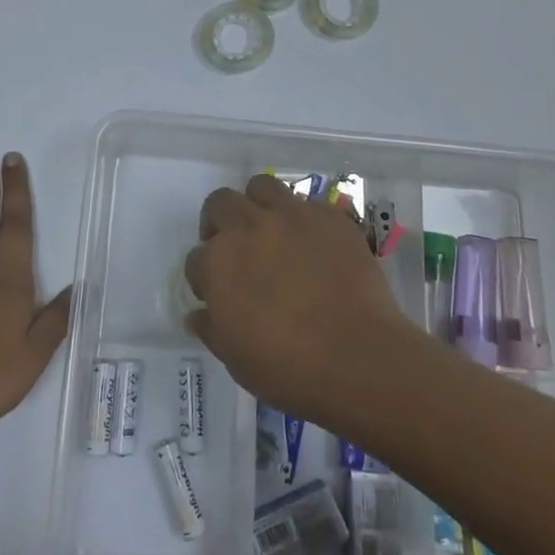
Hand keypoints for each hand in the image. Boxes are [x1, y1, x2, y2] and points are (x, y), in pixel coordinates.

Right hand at [184, 176, 415, 423]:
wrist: (357, 358)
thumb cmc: (287, 367)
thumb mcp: (235, 358)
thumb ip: (211, 329)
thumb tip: (198, 314)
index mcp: (217, 262)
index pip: (196, 259)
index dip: (205, 277)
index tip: (218, 294)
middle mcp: (248, 227)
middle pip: (220, 204)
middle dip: (220, 223)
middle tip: (236, 249)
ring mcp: (291, 216)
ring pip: (261, 186)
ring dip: (257, 204)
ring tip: (269, 229)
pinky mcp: (329, 217)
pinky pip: (308, 204)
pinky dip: (303, 219)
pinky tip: (313, 244)